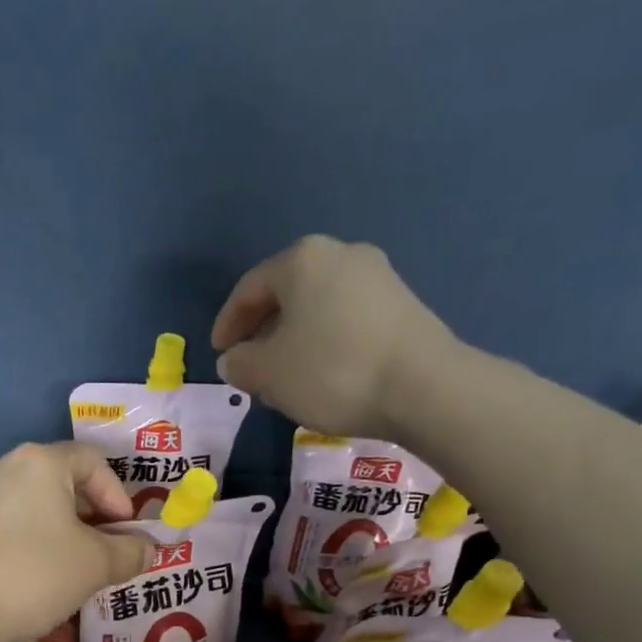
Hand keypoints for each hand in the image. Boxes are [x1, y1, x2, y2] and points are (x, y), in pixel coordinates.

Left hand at [0, 442, 151, 641]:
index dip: (117, 495)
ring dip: (61, 532)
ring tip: (73, 570)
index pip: (92, 461)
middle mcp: (6, 467)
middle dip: (91, 516)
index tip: (124, 532)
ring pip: (34, 506)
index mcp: (41, 462)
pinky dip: (31, 544)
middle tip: (104, 552)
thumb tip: (149, 549)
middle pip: (62, 481)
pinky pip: (9, 526)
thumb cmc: (33, 574)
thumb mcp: (95, 565)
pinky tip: (35, 579)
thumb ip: (129, 552)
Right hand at [210, 235, 470, 440]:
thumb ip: (241, 364)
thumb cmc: (331, 371)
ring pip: (318, 308)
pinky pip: (347, 320)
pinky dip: (326, 343)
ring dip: (295, 340)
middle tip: (250, 366)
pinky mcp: (403, 306)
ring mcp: (378, 277)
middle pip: (287, 294)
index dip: (228, 323)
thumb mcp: (269, 374)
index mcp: (302, 260)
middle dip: (264, 331)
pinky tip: (324, 375)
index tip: (219, 353)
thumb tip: (233, 360)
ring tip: (285, 377)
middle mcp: (342, 254)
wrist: (422, 387)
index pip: (249, 288)